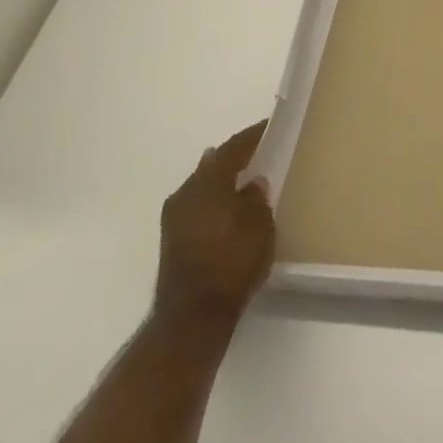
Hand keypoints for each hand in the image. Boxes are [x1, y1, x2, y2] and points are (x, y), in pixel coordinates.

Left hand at [154, 119, 275, 325]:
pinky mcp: (172, 239)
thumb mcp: (259, 226)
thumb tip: (253, 182)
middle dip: (235, 157)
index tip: (270, 125)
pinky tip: (228, 207)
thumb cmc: (232, 262)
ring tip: (244, 178)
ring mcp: (175, 216)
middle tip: (259, 152)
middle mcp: (187, 191)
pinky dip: (214, 200)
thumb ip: (257, 198)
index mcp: (209, 181)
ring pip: (203, 186)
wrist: (192, 316)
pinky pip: (198, 206)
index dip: (253, 135)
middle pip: (214, 164)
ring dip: (222, 180)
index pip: (234, 148)